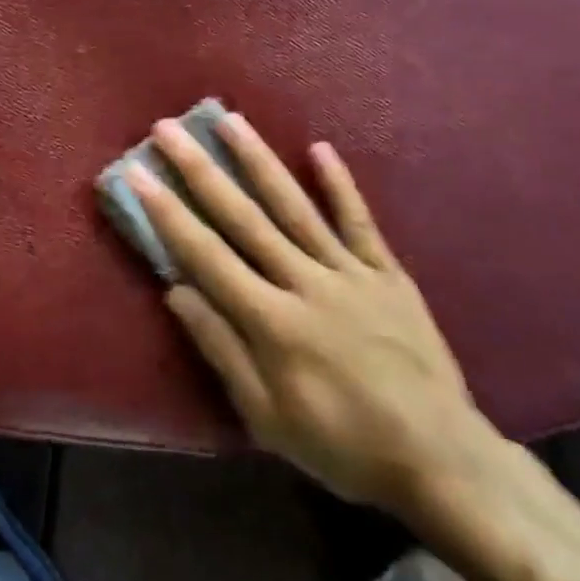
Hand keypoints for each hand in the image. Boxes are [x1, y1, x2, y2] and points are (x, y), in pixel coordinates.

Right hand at [130, 110, 497, 521]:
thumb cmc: (342, 445)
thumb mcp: (268, 417)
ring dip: (259, 161)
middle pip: (244, 217)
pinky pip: (360, 222)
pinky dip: (340, 185)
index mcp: (272, 322)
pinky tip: (320, 148)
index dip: (167, 212)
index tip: (138, 174)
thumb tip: (176, 291)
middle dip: (200, 170)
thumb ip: (222, 348)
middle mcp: (306, 283)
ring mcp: (351, 273)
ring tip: (230, 120)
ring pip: (295, 206)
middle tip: (169, 129)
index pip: (206, 255)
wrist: (442, 460)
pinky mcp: (388, 274)